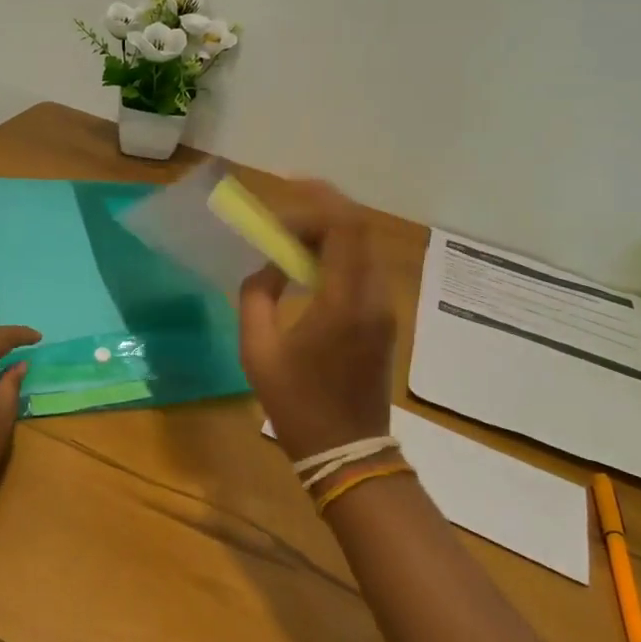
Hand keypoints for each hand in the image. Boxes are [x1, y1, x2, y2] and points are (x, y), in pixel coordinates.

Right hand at [239, 181, 396, 464]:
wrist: (347, 453)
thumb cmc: (298, 404)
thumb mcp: (258, 351)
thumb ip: (256, 297)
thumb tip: (266, 268)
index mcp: (343, 302)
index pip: (345, 228)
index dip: (320, 199)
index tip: (288, 188)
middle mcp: (373, 297)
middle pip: (357, 230)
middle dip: (320, 213)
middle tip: (281, 219)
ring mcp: (384, 309)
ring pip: (362, 249)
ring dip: (328, 235)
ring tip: (288, 242)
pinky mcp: (384, 321)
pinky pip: (363, 271)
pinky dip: (336, 257)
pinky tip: (307, 271)